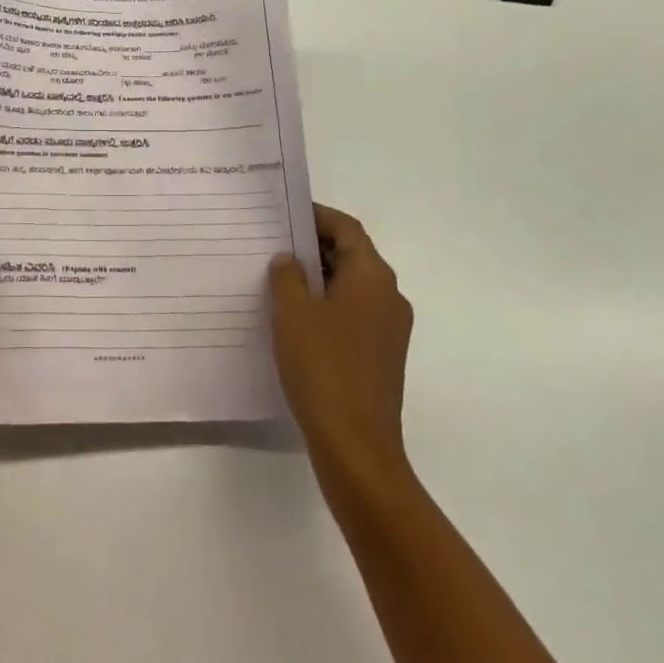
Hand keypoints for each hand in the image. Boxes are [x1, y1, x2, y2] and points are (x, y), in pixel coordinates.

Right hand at [270, 204, 415, 494]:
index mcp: (372, 276)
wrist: (357, 447)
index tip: (284, 215)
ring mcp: (390, 328)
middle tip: (273, 246)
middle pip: (352, 255)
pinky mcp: (382, 355)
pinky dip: (328, 306)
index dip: (316, 216)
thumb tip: (290, 259)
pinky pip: (354, 314)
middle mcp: (389, 296)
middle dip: (314, 247)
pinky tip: (296, 320)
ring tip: (278, 281)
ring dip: (319, 278)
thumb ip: (287, 276)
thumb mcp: (293, 313)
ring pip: (352, 286)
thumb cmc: (323, 368)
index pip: (347, 229)